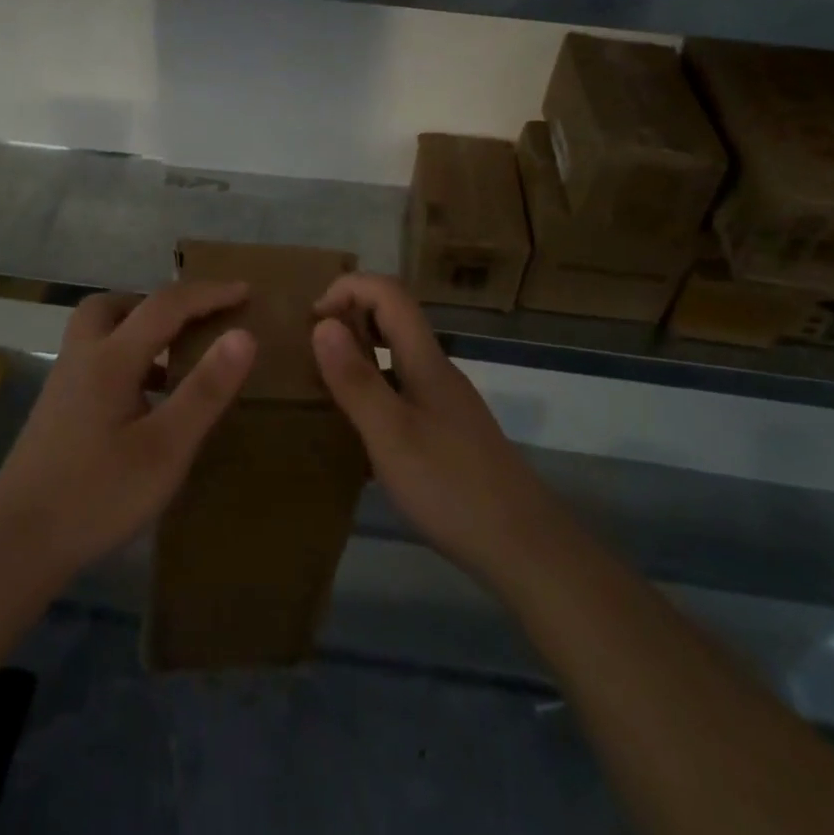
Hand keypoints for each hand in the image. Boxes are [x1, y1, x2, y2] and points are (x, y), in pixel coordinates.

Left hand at [0, 282, 254, 584]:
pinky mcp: (56, 411)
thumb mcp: (165, 448)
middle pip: (116, 305)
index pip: (166, 305)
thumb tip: (244, 335)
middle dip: (159, 304)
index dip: (209, 294)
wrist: (15, 546)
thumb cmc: (97, 495)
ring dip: (139, 330)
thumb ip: (205, 390)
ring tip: (175, 359)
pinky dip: (126, 360)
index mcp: (111, 359)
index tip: (245, 290)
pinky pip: (96, 361)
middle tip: (194, 323)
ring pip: (100, 332)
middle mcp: (83, 358)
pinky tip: (146, 401)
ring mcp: (63, 384)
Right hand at [313, 274, 572, 591]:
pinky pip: (404, 387)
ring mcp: (446, 401)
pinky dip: (375, 387)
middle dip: (351, 316)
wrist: (522, 546)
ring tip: (325, 384)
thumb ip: (356, 380)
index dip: (349, 288)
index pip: (389, 293)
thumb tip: (323, 323)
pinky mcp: (448, 430)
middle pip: (395, 317)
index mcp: (425, 360)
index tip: (312, 319)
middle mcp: (437, 370)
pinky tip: (359, 428)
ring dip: (361, 352)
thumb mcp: (391, 435)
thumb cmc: (450, 487)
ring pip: (399, 354)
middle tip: (311, 349)